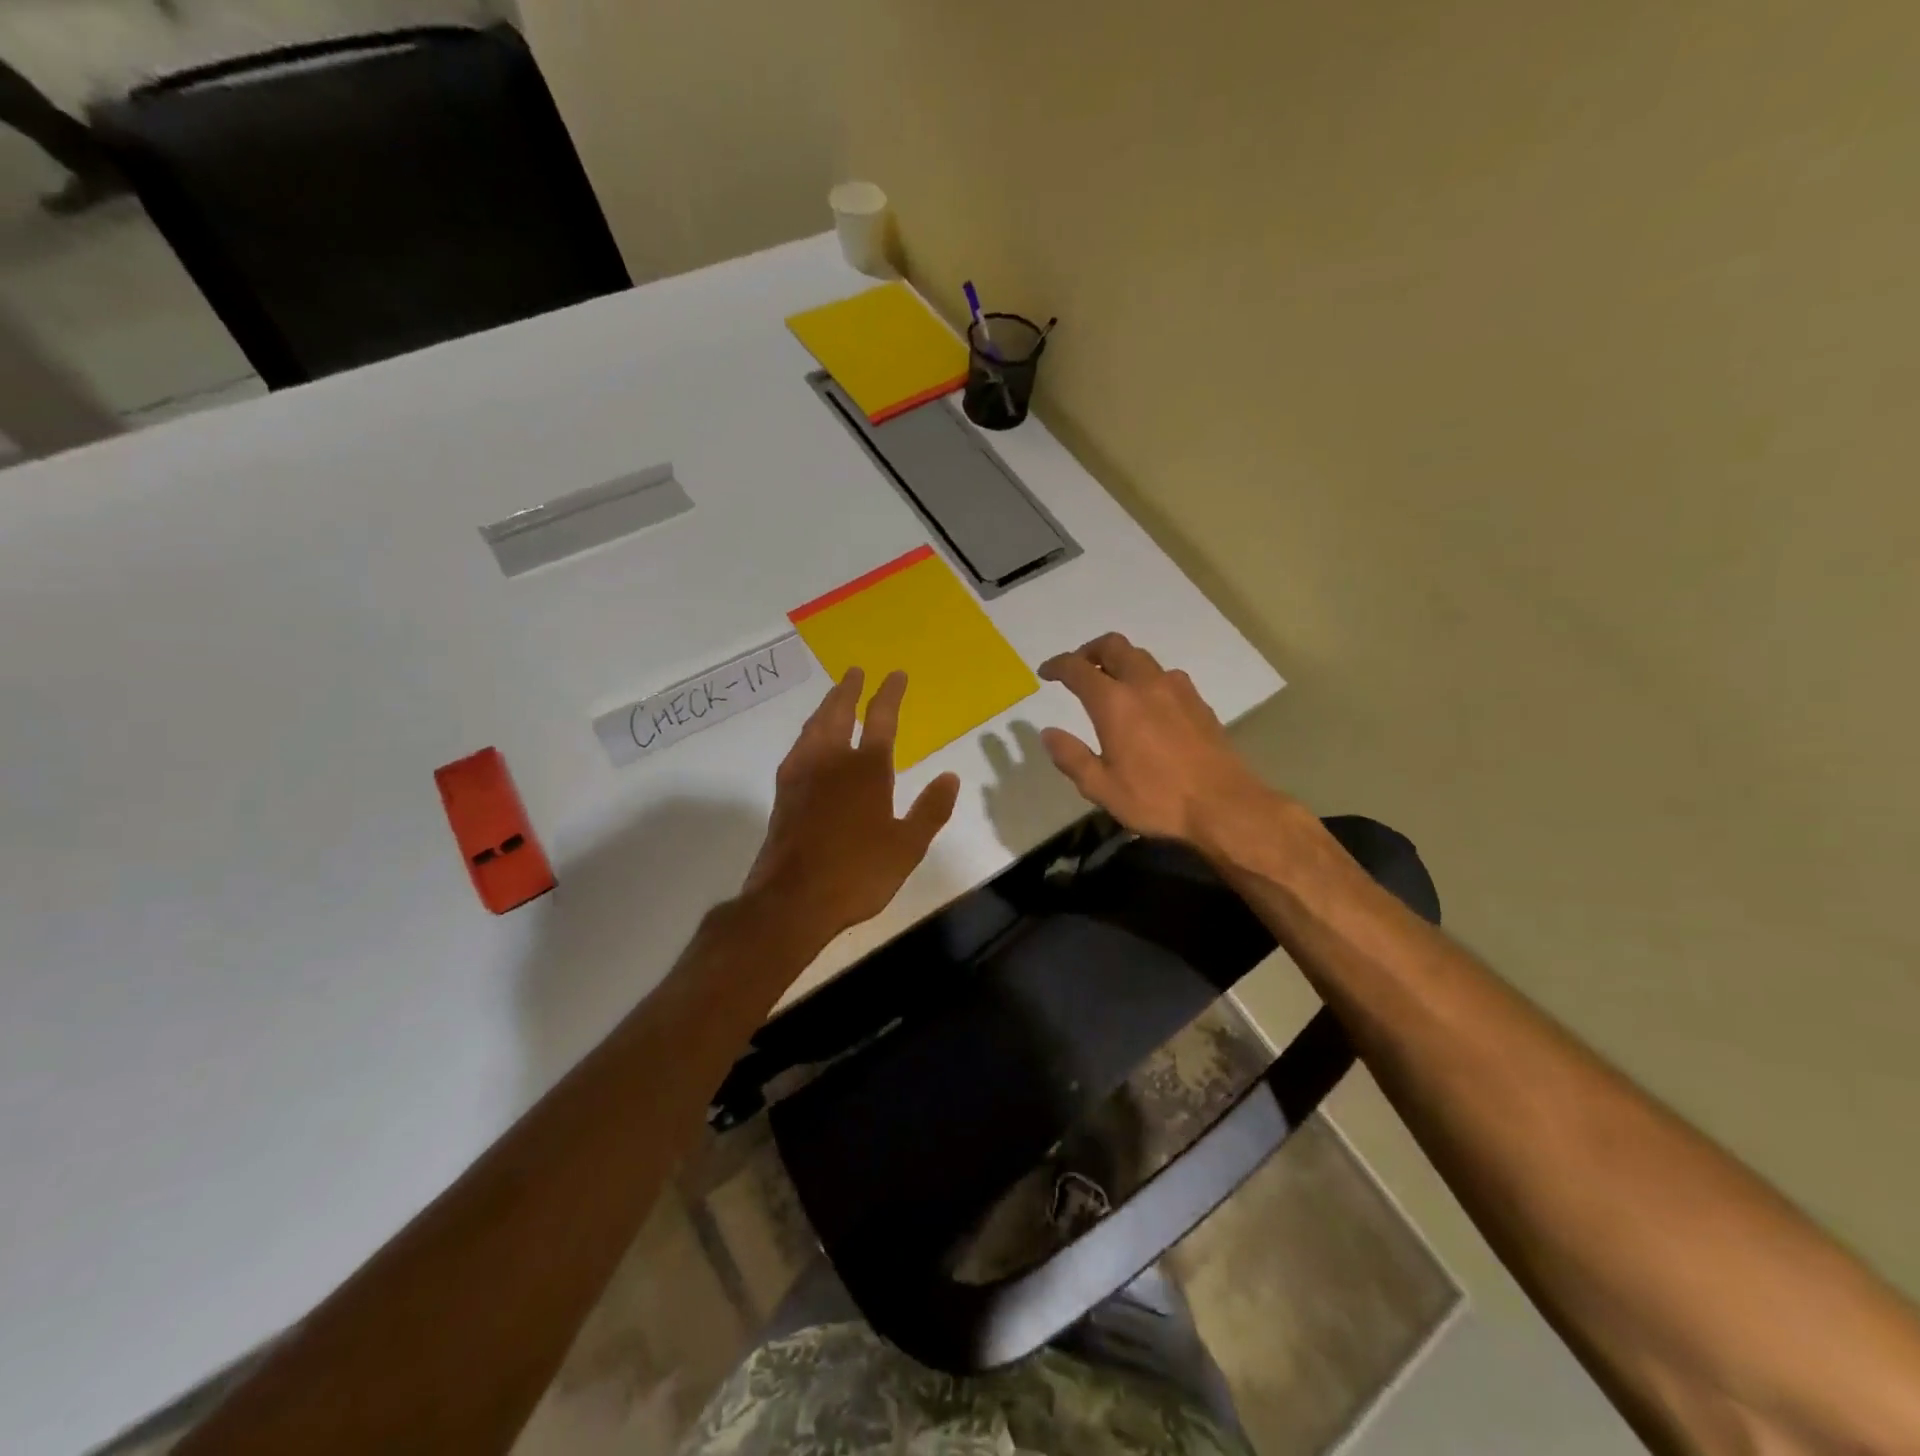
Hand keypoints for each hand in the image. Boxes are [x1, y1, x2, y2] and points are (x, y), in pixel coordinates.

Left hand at [743, 668, 960, 951]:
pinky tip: (809, 741)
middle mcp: (832, 762)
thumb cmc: (857, 873)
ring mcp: (802, 775)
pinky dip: (809, 732)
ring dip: (826, 706)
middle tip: (855, 672)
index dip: (890, 694)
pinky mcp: (783, 793)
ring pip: (814, 727)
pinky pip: (798, 747)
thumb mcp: (907, 847)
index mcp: (867, 770)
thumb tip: (950, 776)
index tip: (895, 674)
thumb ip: (930, 810)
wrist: (792, 900)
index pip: (881, 720)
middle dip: (849, 690)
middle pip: (839, 713)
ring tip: (833, 697)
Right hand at [1038, 633, 1279, 847]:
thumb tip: (1049, 733)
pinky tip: (1148, 702)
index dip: (1057, 666)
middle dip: (1089, 651)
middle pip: (1113, 646)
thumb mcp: (1101, 788)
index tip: (1046, 673)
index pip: (1078, 669)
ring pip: (1141, 657)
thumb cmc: (1156, 799)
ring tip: (1111, 684)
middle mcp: (1145, 685)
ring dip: (1120, 662)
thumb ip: (1071, 757)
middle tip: (1078, 668)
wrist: (1223, 804)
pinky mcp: (1198, 701)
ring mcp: (1176, 689)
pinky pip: (1165, 674)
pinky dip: (1146, 677)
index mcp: (1115, 703)